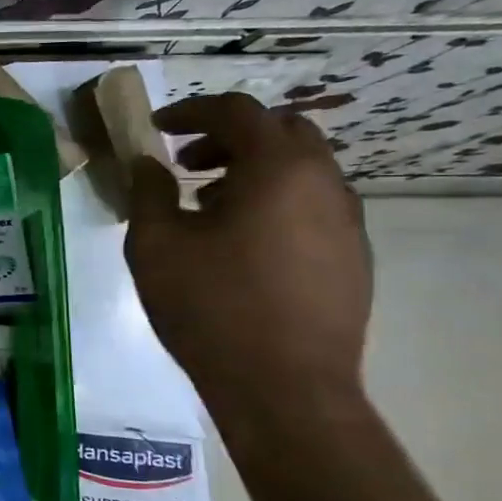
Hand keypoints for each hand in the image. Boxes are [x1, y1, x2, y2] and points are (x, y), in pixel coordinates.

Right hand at [124, 93, 371, 403]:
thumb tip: (148, 164)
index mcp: (278, 169)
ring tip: (209, 204)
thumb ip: (149, 193)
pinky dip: (276, 200)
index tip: (157, 129)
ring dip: (254, 169)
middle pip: (281, 131)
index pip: (237, 111)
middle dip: (229, 136)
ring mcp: (347, 220)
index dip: (191, 111)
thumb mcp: (156, 246)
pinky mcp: (353, 256)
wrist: (285, 389)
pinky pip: (313, 204)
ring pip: (302, 168)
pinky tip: (242, 242)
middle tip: (187, 162)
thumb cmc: (211, 308)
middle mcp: (324, 182)